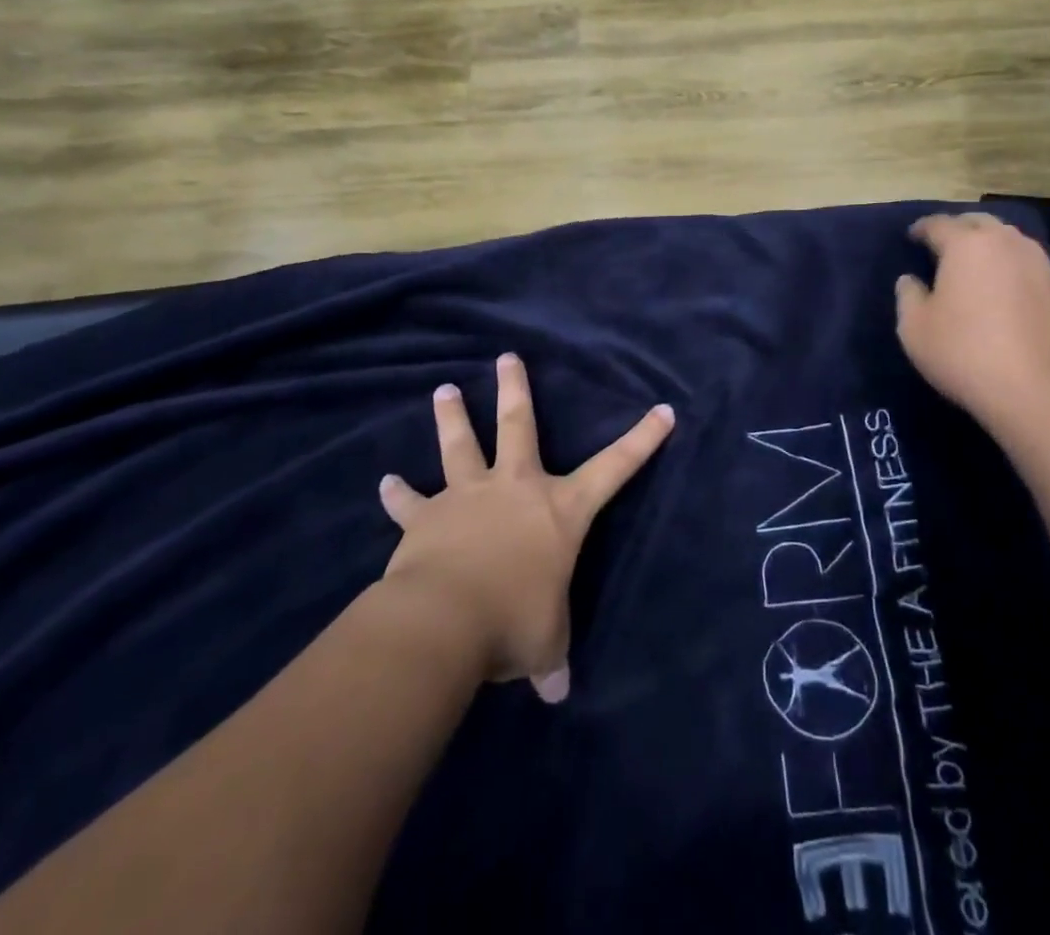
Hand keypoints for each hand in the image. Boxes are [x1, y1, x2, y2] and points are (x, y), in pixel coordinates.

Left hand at [377, 353, 673, 703]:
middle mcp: (516, 488)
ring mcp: (468, 496)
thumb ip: (551, 659)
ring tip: (444, 390)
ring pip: (460, 446)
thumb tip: (556, 692)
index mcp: (560, 509)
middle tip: (506, 356)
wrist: (445, 620)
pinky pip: (410, 503)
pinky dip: (398, 496)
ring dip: (453, 417)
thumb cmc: (513, 622)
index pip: (615, 469)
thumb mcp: (545, 644)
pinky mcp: (426, 518)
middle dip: (515, 389)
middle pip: (519, 425)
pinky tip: (385, 483)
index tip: (663, 410)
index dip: (643, 440)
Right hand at [894, 213, 1049, 443]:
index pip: (939, 224)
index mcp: (967, 245)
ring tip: (981, 265)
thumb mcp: (914, 328)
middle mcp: (1009, 244)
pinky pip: (1039, 273)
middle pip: (981, 223)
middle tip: (946, 244)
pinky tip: (1018, 292)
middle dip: (961, 229)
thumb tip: (910, 280)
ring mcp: (1044, 268)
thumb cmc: (964, 353)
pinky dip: (1023, 276)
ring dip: (994, 247)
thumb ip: (908, 296)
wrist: (1037, 394)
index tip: (912, 236)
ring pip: (1014, 243)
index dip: (922, 228)